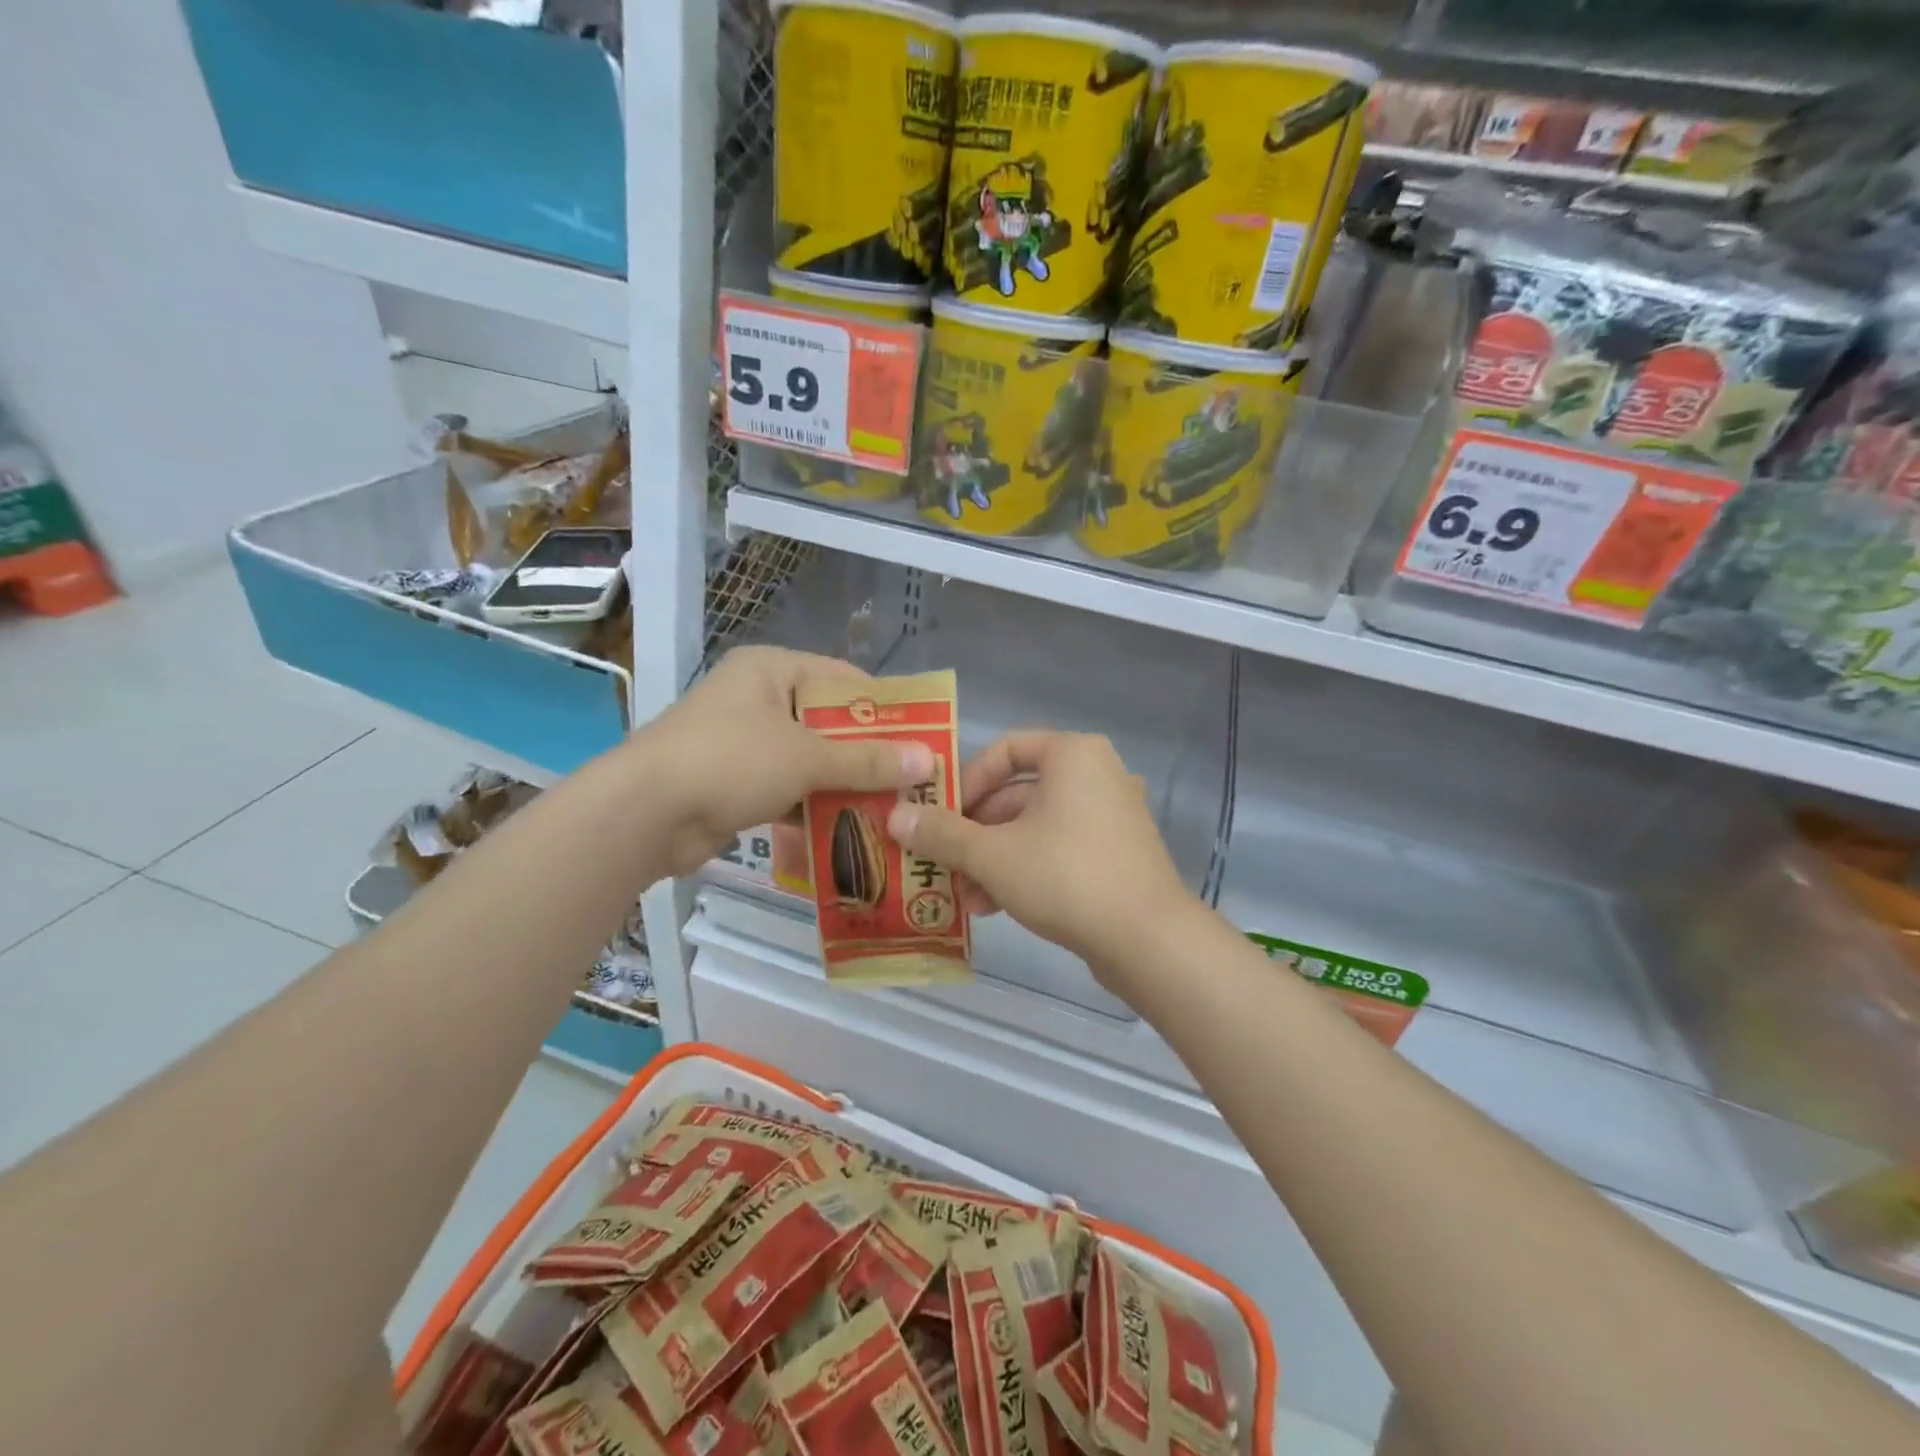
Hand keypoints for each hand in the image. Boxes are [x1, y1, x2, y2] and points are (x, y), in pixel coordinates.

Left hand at [639, 647, 933, 875]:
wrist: (644, 814)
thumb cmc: (729, 762)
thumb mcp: (806, 757)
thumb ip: (867, 760)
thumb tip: (928, 760)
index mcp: (772, 670)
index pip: (843, 680)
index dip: (884, 708)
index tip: (922, 736)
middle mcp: (758, 698)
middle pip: (828, 723)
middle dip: (867, 754)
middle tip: (912, 779)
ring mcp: (744, 742)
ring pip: (810, 760)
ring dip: (844, 785)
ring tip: (893, 808)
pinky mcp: (735, 782)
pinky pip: (789, 788)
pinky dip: (815, 806)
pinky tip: (851, 829)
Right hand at [886, 731, 1194, 981]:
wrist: (1149, 940)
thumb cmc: (1066, 877)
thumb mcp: (992, 855)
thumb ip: (941, 834)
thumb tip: (895, 817)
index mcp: (1072, 754)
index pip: (1004, 750)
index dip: (965, 782)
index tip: (941, 817)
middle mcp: (1096, 774)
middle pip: (1016, 794)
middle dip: (975, 833)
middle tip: (944, 862)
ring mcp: (1112, 814)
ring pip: (1035, 826)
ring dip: (994, 858)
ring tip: (965, 896)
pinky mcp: (1117, 851)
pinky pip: (1059, 847)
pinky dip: (1025, 868)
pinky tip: (995, 906)